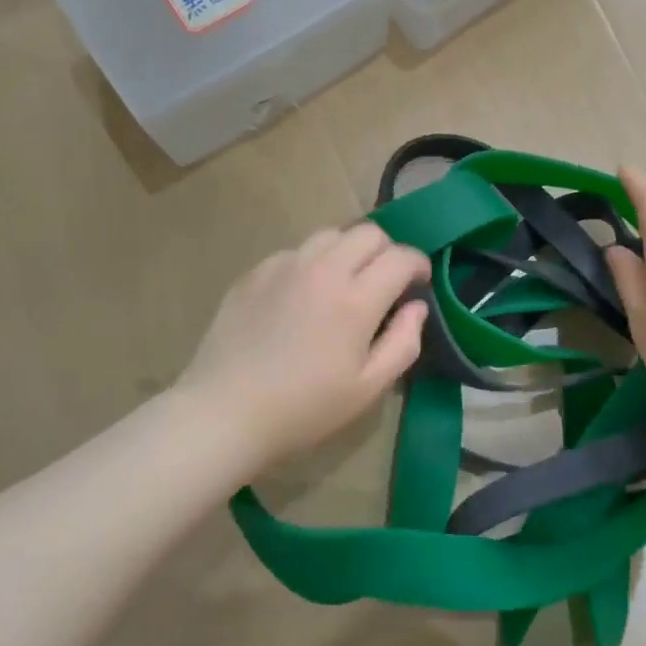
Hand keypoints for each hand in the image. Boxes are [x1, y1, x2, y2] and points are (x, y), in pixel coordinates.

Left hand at [179, 223, 430, 478]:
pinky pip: (295, 251)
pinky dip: (313, 263)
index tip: (419, 283)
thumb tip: (416, 307)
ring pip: (330, 235)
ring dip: (349, 251)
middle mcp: (322, 270)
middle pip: (368, 233)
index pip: (400, 258)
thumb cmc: (305, 408)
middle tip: (385, 282)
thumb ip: (403, 343)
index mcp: (356, 300)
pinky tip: (304, 295)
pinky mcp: (254, 273)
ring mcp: (284, 267)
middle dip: (387, 251)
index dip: (418, 265)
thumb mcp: (368, 388)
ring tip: (346, 283)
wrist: (225, 412)